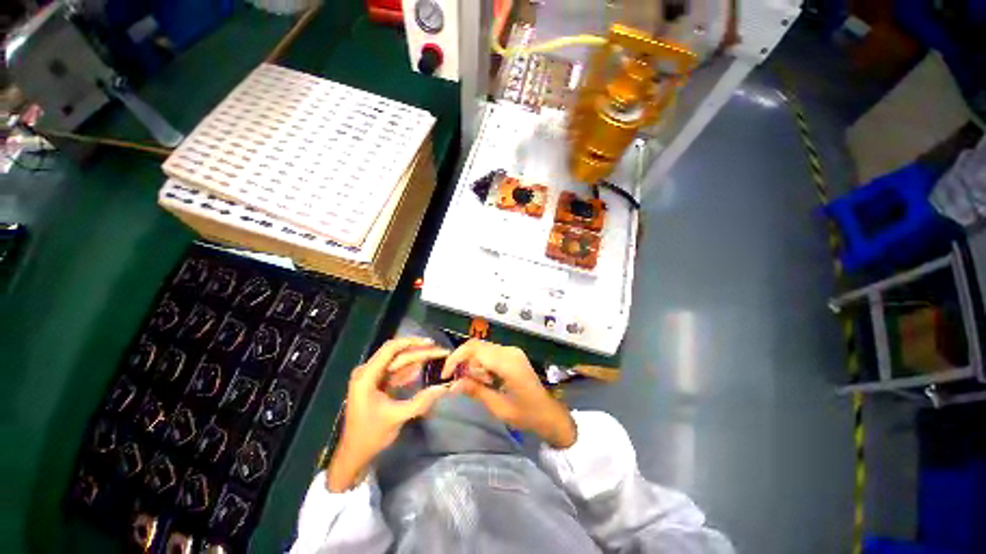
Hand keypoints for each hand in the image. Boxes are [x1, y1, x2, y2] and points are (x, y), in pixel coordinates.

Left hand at [327, 338, 449, 491]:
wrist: (354, 454)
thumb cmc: (370, 435)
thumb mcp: (397, 417)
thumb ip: (421, 401)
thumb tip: (444, 387)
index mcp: (366, 376)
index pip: (390, 349)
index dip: (411, 342)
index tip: (431, 343)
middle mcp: (368, 372)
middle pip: (397, 355)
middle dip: (420, 352)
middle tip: (441, 352)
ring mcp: (372, 377)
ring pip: (399, 362)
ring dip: (418, 360)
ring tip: (437, 358)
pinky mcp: (377, 384)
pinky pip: (397, 372)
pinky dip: (411, 370)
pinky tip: (425, 368)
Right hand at [443, 340, 576, 448]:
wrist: (549, 413)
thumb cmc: (526, 414)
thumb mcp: (498, 407)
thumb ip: (475, 391)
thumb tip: (451, 385)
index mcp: (507, 363)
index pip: (475, 349)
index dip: (456, 358)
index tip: (445, 375)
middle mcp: (509, 351)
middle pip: (477, 346)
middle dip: (464, 362)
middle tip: (461, 382)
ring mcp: (512, 351)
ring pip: (482, 349)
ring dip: (474, 364)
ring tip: (482, 385)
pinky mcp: (513, 354)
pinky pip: (491, 353)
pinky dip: (483, 364)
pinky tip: (489, 380)